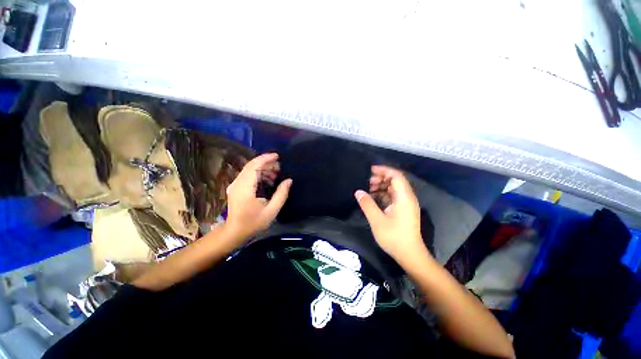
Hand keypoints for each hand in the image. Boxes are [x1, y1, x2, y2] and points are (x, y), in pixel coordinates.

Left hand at [224, 153, 291, 240]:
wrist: (234, 231)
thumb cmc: (253, 223)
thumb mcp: (272, 210)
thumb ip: (281, 194)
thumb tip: (289, 180)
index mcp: (245, 188)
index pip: (254, 166)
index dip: (266, 158)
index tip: (278, 156)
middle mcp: (237, 183)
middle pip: (252, 165)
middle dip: (267, 163)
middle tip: (280, 167)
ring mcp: (235, 185)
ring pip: (250, 169)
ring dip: (263, 168)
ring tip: (277, 174)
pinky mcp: (236, 187)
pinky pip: (248, 175)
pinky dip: (259, 174)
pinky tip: (268, 179)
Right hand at [354, 165, 426, 261]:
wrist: (410, 254)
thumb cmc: (394, 237)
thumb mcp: (377, 220)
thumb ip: (367, 204)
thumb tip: (358, 192)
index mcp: (404, 197)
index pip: (396, 176)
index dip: (384, 170)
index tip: (370, 170)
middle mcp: (408, 198)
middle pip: (396, 180)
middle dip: (381, 178)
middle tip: (368, 181)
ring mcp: (407, 204)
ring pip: (394, 188)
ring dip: (382, 186)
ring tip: (369, 189)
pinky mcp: (404, 210)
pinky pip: (394, 196)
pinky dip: (384, 194)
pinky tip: (374, 198)